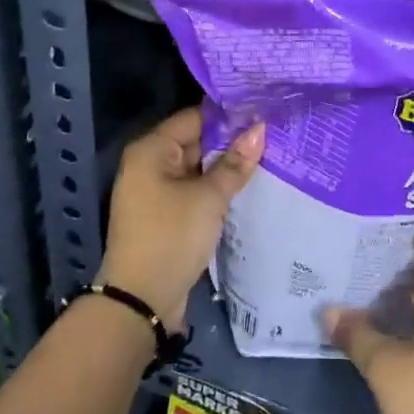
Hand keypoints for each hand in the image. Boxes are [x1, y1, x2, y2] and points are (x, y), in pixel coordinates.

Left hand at [101, 107, 262, 331]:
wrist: (141, 300)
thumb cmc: (171, 236)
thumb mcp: (208, 198)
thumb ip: (234, 163)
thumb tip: (260, 129)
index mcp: (151, 150)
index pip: (195, 118)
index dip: (229, 116)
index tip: (264, 113)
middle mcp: (150, 164)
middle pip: (196, 142)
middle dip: (231, 142)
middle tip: (273, 136)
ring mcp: (156, 191)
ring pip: (198, 169)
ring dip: (226, 168)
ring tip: (268, 157)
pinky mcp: (165, 215)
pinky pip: (194, 191)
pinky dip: (216, 189)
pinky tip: (247, 187)